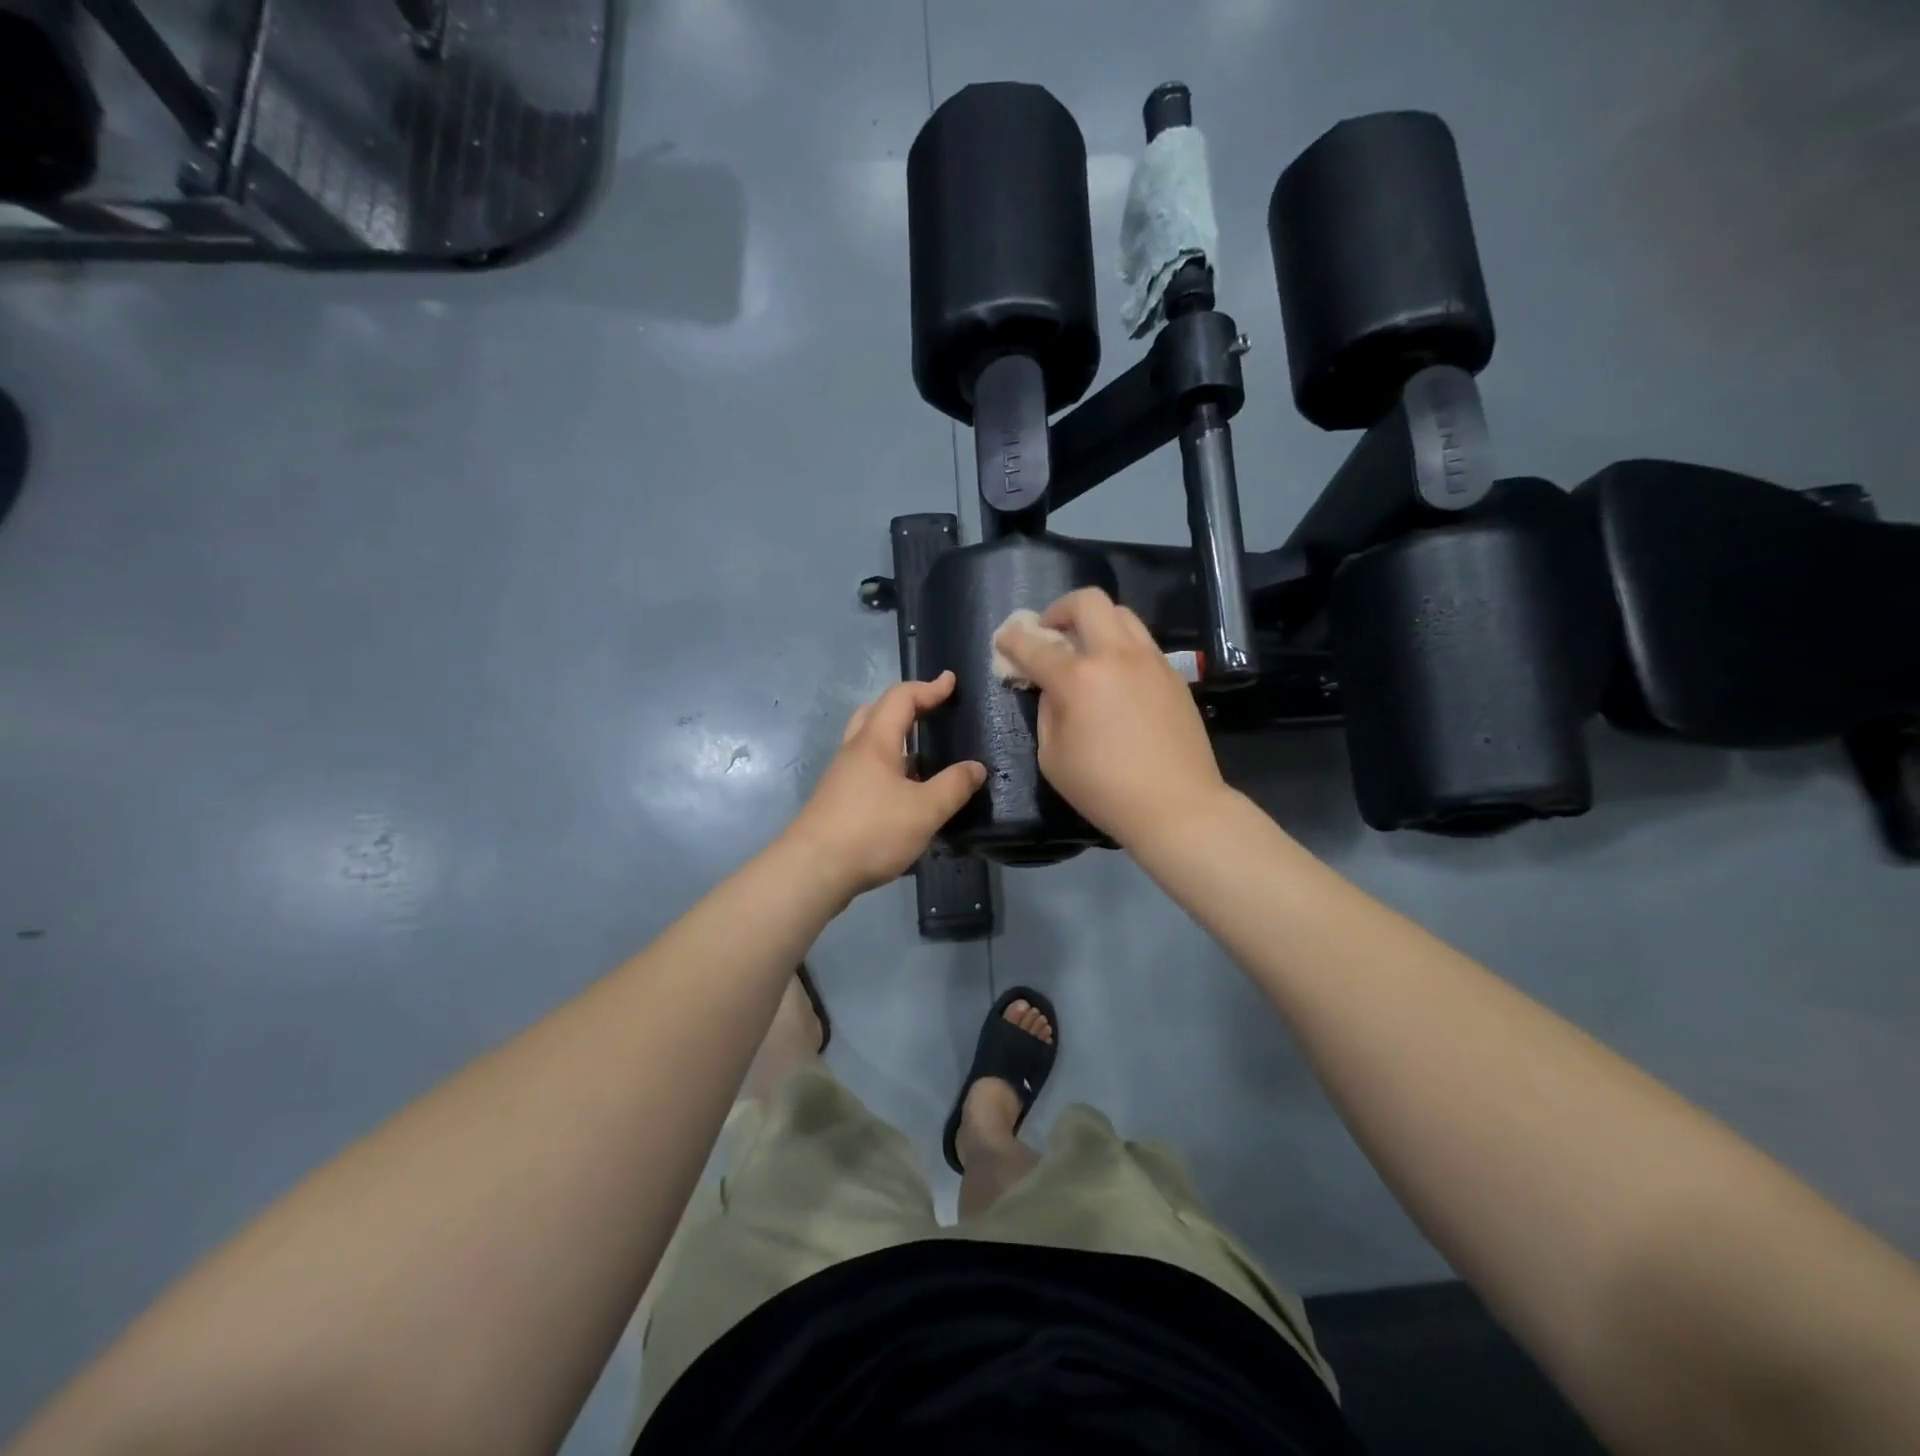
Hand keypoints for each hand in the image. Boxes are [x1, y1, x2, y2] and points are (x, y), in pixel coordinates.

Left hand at [784, 672, 985, 897]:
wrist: (812, 870)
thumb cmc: (871, 831)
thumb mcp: (924, 810)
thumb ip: (954, 786)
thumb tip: (976, 767)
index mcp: (875, 742)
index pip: (901, 698)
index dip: (928, 687)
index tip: (951, 683)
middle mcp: (854, 751)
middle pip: (876, 713)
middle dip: (906, 706)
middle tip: (932, 712)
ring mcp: (842, 776)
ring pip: (869, 743)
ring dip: (896, 739)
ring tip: (925, 754)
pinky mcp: (837, 801)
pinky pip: (866, 770)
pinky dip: (889, 767)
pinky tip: (905, 792)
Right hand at [993, 589, 1228, 849]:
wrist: (1177, 805)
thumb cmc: (1105, 789)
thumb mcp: (1053, 758)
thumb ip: (1047, 712)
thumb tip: (1053, 690)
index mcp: (1078, 678)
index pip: (1035, 645)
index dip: (1013, 640)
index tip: (1004, 640)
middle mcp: (1116, 656)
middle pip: (1087, 601)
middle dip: (1059, 610)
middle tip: (1051, 634)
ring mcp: (1150, 661)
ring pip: (1121, 614)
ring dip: (1095, 622)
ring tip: (1086, 650)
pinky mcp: (1173, 674)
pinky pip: (1142, 642)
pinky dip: (1120, 646)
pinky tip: (1116, 678)